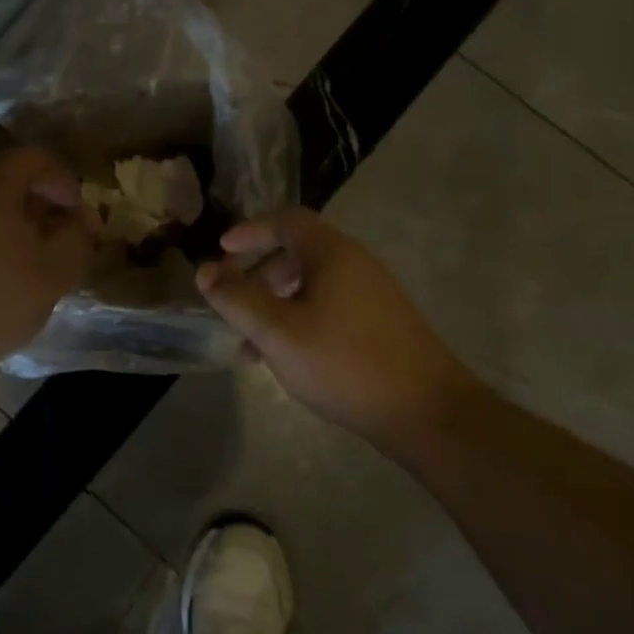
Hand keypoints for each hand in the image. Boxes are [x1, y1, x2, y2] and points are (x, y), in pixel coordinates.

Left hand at [0, 146, 101, 377]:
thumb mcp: (50, 275)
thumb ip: (77, 241)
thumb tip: (85, 220)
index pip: (36, 160)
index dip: (65, 184)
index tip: (79, 218)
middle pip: (3, 181)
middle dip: (36, 207)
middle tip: (54, 244)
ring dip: (4, 227)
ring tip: (20, 267)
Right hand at [195, 208, 479, 439]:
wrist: (428, 413)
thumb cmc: (345, 362)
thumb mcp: (278, 331)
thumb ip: (237, 299)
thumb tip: (204, 271)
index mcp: (333, 254)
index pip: (286, 221)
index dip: (250, 231)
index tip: (221, 251)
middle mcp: (356, 264)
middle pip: (298, 252)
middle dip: (258, 273)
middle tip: (232, 300)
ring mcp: (373, 295)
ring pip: (312, 284)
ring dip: (276, 301)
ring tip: (251, 340)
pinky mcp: (381, 325)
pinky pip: (329, 306)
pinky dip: (299, 318)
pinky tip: (287, 356)